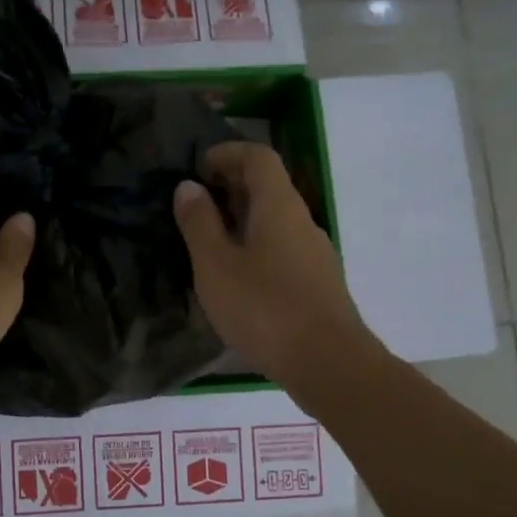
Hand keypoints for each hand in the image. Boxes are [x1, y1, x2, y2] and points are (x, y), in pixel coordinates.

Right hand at [172, 141, 379, 394]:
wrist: (328, 363)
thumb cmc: (265, 308)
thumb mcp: (216, 266)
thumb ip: (199, 223)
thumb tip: (188, 187)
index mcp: (278, 206)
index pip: (259, 156)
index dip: (228, 153)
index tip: (198, 167)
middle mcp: (302, 221)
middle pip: (269, 186)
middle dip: (231, 186)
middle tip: (195, 204)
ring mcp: (315, 253)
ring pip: (276, 219)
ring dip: (243, 219)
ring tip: (209, 241)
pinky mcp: (318, 283)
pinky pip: (283, 247)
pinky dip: (256, 245)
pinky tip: (237, 277)